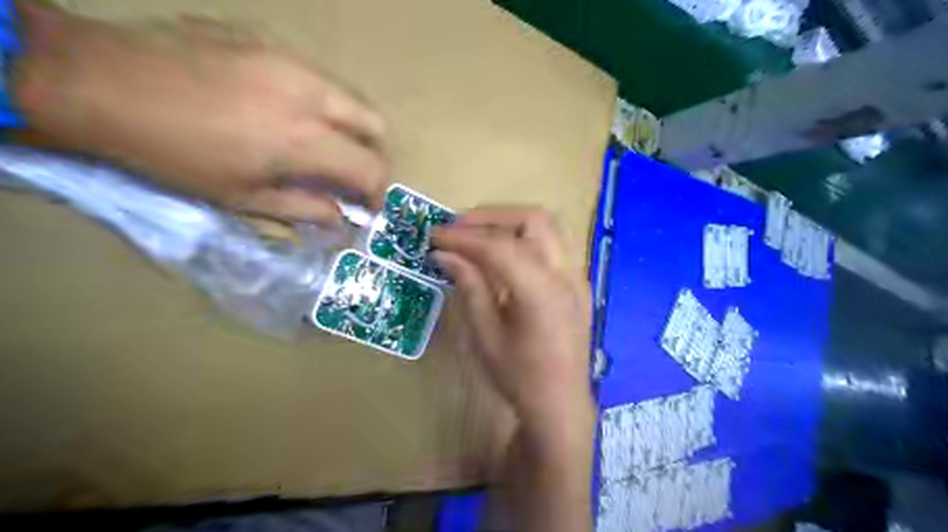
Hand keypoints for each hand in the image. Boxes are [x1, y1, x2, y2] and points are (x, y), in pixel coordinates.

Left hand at [13, 2, 387, 222]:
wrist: (101, 83)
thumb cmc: (175, 155)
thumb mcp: (242, 199)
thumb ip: (304, 209)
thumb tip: (341, 220)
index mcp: (305, 140)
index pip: (372, 168)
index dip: (378, 192)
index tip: (367, 205)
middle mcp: (311, 95)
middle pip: (375, 124)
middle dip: (372, 153)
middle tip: (349, 171)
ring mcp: (291, 61)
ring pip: (348, 95)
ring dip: (347, 126)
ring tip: (317, 142)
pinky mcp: (268, 41)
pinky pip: (313, 75)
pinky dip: (316, 101)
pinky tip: (280, 109)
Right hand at [433, 206, 589, 433]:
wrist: (561, 404)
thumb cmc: (519, 377)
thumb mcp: (485, 335)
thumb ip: (469, 287)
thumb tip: (444, 254)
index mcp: (541, 291)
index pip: (498, 246)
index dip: (463, 237)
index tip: (434, 235)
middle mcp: (565, 274)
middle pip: (532, 219)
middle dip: (490, 217)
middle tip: (456, 229)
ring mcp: (577, 276)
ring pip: (547, 226)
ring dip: (509, 222)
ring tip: (476, 235)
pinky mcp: (577, 282)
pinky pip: (552, 244)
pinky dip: (524, 237)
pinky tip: (503, 253)